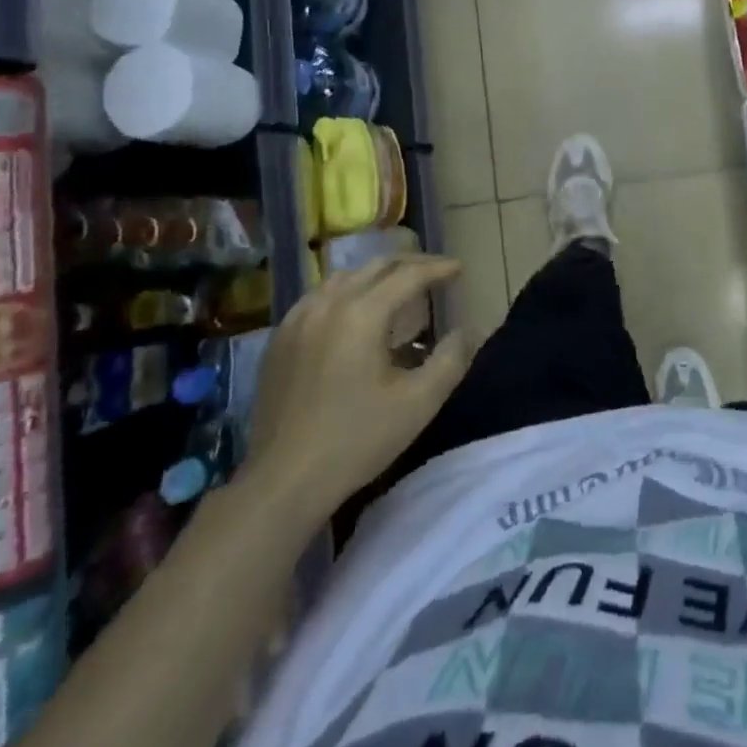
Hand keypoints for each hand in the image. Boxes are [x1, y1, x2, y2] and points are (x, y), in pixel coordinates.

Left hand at [243, 256, 472, 525]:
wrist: (283, 482)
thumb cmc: (357, 440)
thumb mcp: (419, 403)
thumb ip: (451, 360)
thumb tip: (466, 331)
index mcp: (362, 314)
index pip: (408, 275)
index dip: (438, 269)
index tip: (460, 269)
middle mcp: (328, 304)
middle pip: (376, 267)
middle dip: (411, 265)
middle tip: (436, 273)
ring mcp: (298, 319)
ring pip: (345, 277)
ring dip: (378, 275)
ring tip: (399, 288)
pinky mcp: (280, 339)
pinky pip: (320, 296)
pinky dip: (347, 292)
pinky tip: (355, 313)